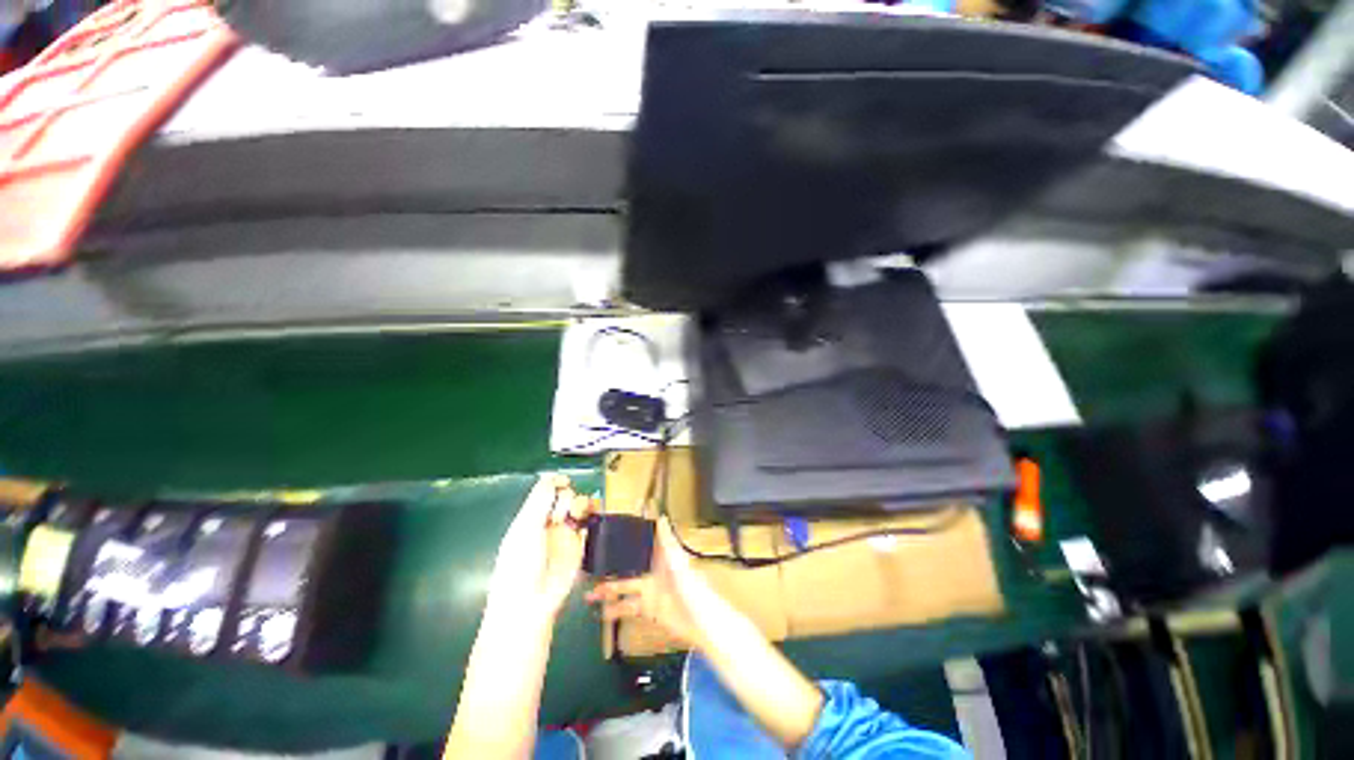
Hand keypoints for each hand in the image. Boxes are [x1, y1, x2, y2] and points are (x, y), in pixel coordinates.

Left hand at [486, 474, 593, 623]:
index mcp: (530, 516)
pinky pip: (589, 522)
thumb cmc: (519, 564)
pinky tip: (589, 516)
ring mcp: (565, 533)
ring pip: (579, 506)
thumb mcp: (524, 528)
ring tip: (575, 516)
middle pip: (565, 494)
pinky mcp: (579, 544)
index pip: (546, 490)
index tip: (562, 481)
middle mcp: (548, 522)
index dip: (555, 482)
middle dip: (565, 498)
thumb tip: (551, 477)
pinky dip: (592, 515)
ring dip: (579, 504)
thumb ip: (539, 500)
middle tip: (559, 515)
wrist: (531, 602)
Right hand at [585, 517, 717, 648]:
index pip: (640, 543)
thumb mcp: (678, 559)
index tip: (609, 533)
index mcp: (659, 556)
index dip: (627, 538)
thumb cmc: (692, 585)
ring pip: (623, 588)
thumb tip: (661, 516)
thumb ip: (667, 540)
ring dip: (606, 590)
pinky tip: (602, 613)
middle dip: (609, 567)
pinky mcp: (648, 609)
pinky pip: (628, 608)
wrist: (701, 620)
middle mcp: (652, 571)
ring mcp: (649, 590)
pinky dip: (614, 610)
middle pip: (626, 567)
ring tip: (588, 594)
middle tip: (590, 567)